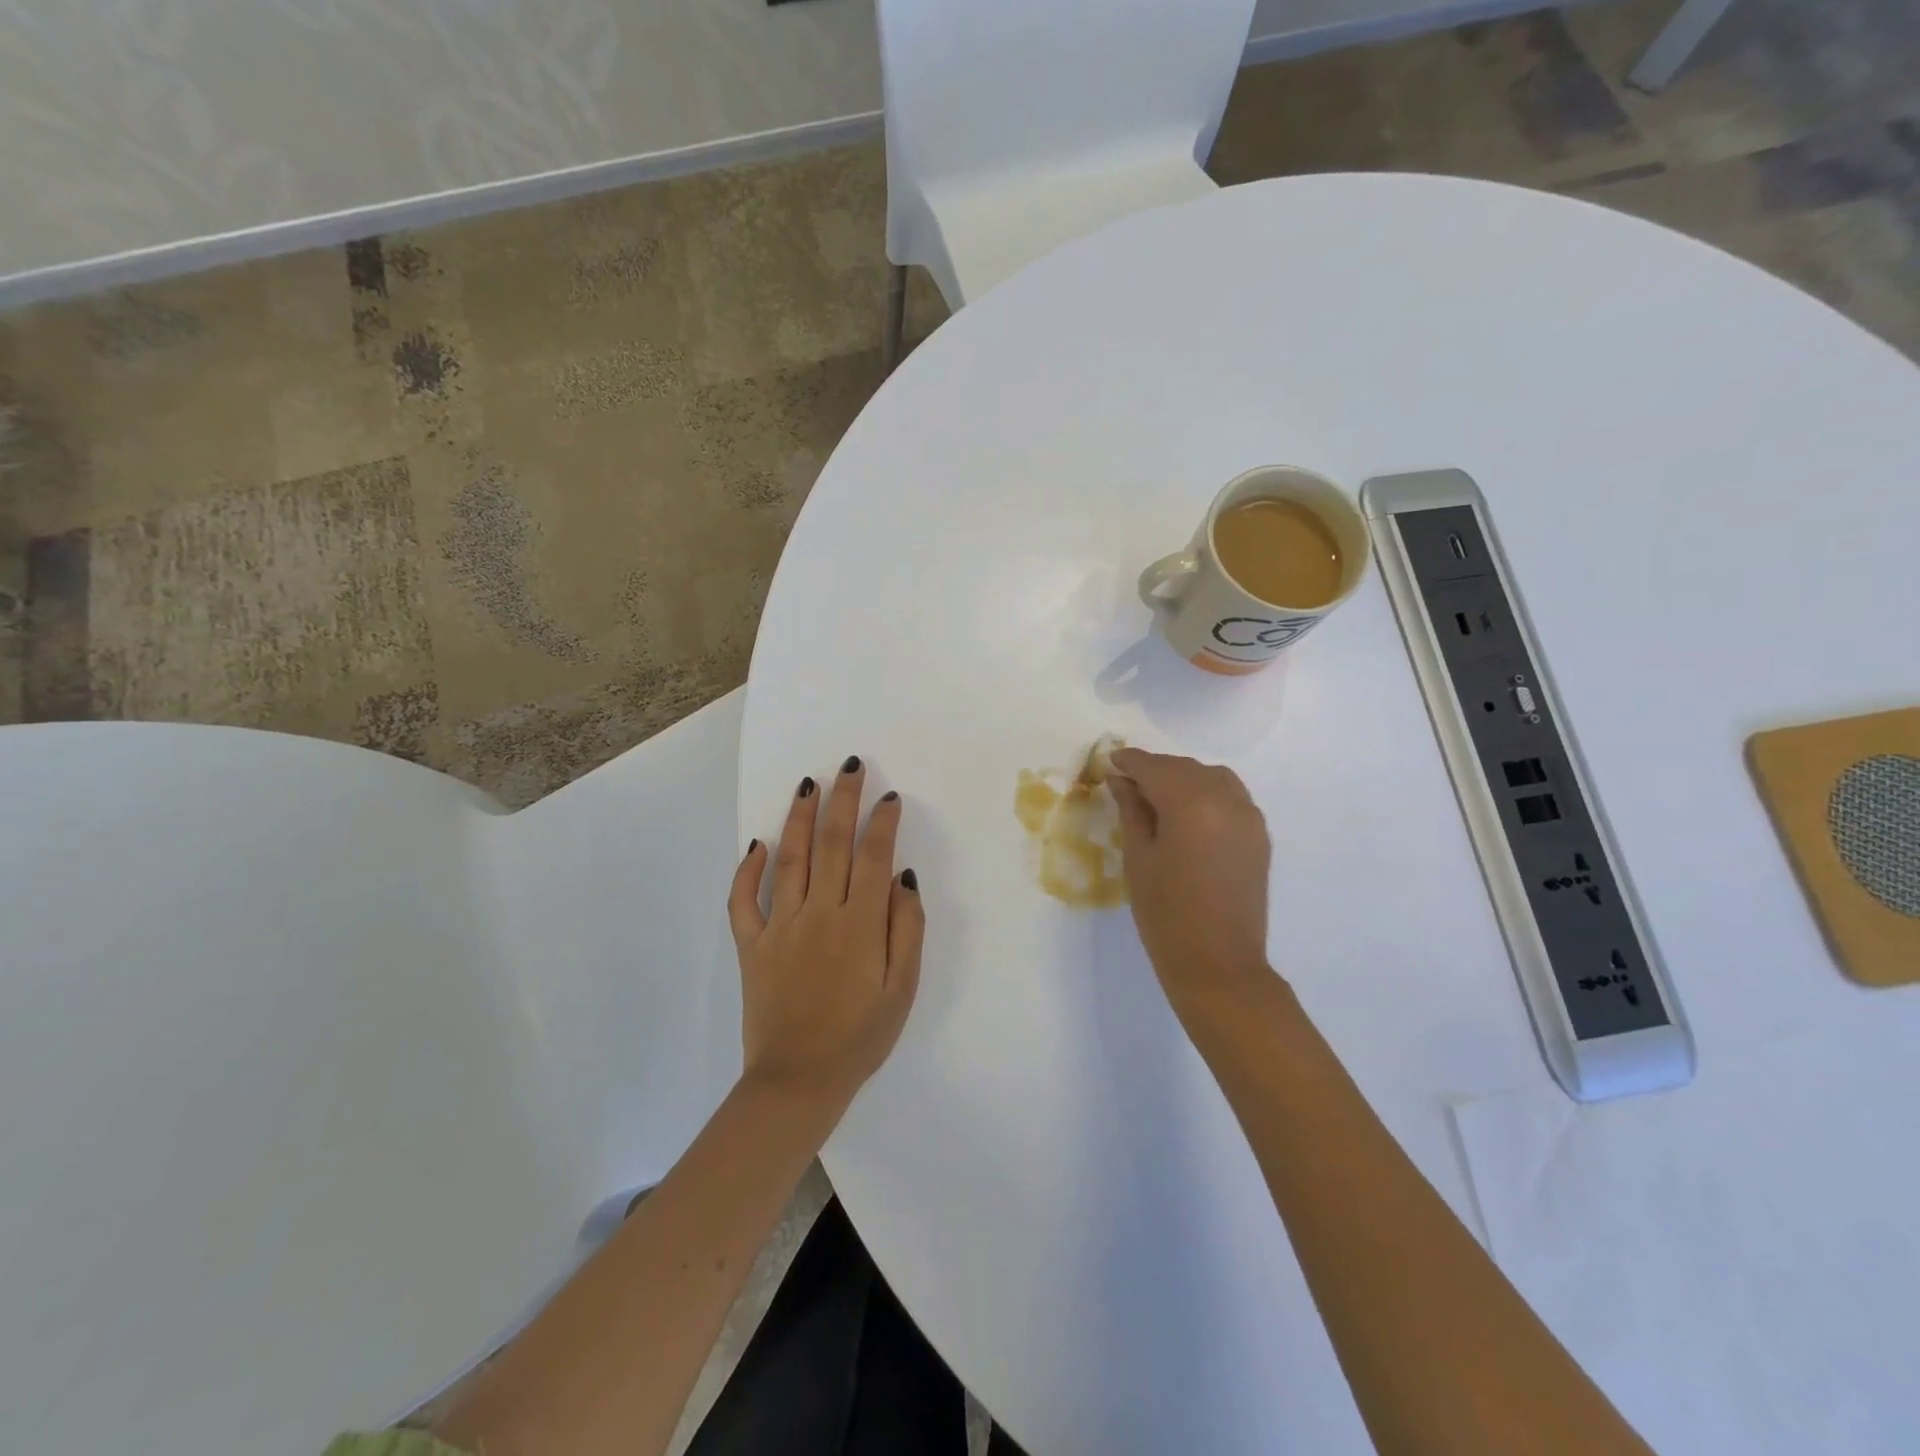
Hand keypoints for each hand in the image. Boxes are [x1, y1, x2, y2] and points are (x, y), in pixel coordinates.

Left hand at [728, 756, 924, 1109]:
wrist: (799, 1081)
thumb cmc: (861, 1036)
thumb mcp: (903, 988)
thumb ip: (907, 928)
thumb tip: (902, 877)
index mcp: (860, 923)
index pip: (873, 856)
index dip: (882, 822)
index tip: (888, 797)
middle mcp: (819, 913)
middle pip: (833, 844)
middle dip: (843, 800)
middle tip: (849, 766)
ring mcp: (780, 926)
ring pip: (790, 859)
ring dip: (800, 818)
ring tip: (808, 785)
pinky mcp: (751, 945)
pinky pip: (743, 901)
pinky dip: (747, 871)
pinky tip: (757, 845)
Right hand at [1109, 747, 1273, 1011]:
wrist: (1218, 963)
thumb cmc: (1166, 913)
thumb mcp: (1139, 858)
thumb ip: (1131, 811)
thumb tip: (1122, 781)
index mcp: (1191, 803)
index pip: (1155, 768)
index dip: (1130, 761)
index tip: (1110, 760)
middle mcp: (1226, 799)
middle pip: (1185, 768)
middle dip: (1155, 769)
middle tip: (1127, 782)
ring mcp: (1249, 816)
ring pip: (1212, 777)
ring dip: (1183, 778)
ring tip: (1157, 796)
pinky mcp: (1259, 835)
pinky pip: (1230, 796)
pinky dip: (1206, 793)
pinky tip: (1188, 812)